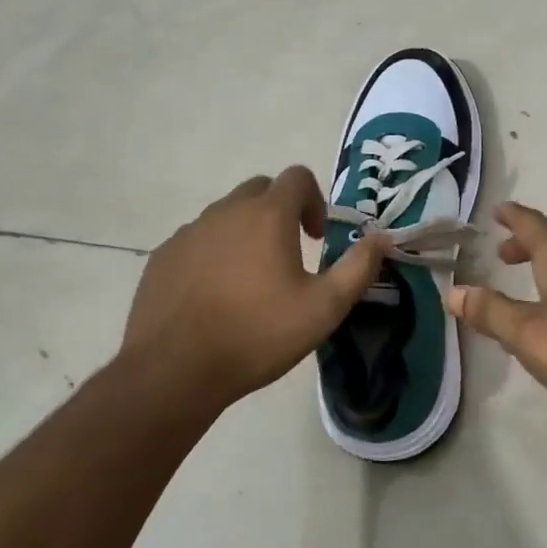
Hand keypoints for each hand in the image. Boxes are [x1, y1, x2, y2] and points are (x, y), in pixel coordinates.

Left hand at [121, 167, 386, 416]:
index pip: (297, 177)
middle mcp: (227, 211)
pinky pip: (197, 240)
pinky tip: (215, 294)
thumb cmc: (257, 334)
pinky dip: (213, 253)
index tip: (315, 237)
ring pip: (226, 214)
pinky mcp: (164, 255)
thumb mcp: (324, 308)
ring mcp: (190, 232)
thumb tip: (382, 237)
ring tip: (251, 279)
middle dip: (280, 211)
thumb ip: (358, 268)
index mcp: (268, 215)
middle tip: (288, 253)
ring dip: (245, 232)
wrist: (174, 370)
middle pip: (260, 189)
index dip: (314, 200)